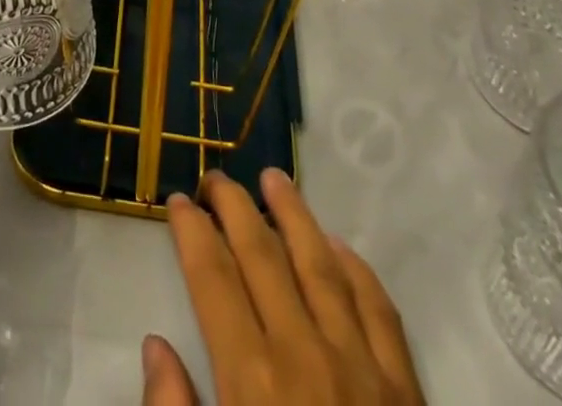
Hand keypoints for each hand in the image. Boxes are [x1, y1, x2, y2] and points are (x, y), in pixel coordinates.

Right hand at [143, 169, 424, 405]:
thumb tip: (155, 345)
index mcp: (253, 380)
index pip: (213, 277)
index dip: (190, 231)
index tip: (175, 200)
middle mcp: (304, 354)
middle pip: (261, 253)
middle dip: (233, 205)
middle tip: (214, 177)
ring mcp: (361, 367)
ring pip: (320, 263)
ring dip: (293, 214)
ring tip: (273, 177)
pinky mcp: (406, 391)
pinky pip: (379, 308)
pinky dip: (356, 268)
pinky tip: (339, 245)